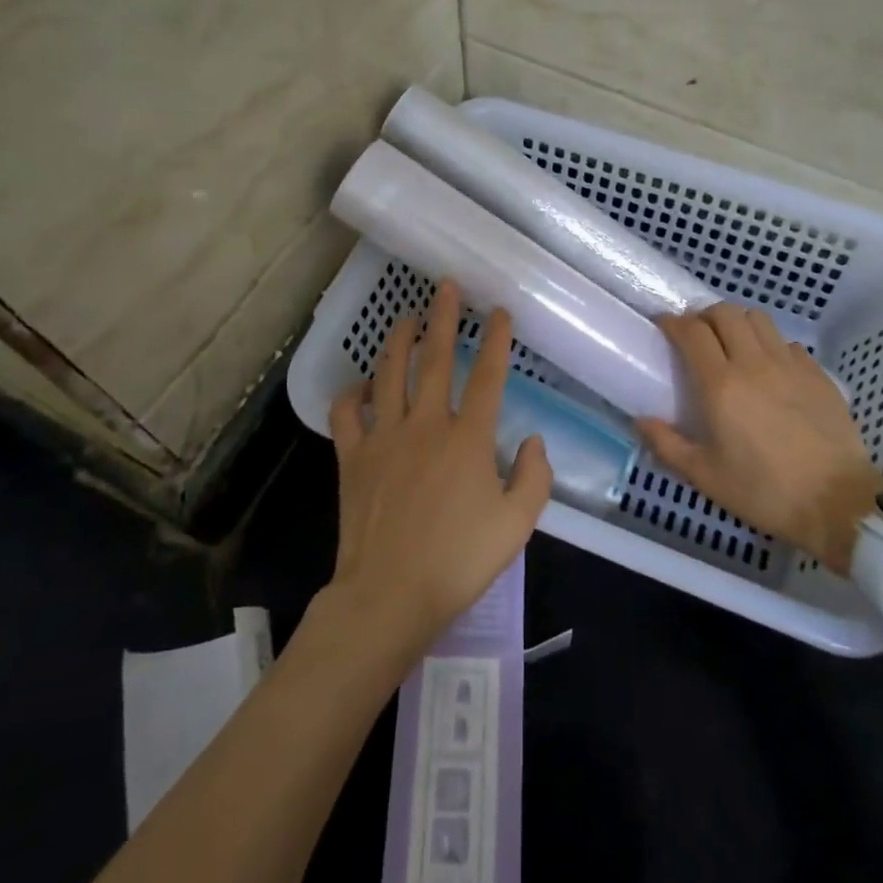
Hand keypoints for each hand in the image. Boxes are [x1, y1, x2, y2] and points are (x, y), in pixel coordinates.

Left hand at [325, 280, 550, 664]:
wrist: (389, 594)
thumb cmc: (458, 561)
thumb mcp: (517, 525)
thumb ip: (534, 477)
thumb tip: (532, 440)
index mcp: (468, 438)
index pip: (487, 376)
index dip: (495, 340)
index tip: (498, 313)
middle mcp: (426, 425)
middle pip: (435, 360)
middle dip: (443, 319)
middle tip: (445, 287)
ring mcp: (385, 437)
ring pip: (389, 374)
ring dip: (399, 341)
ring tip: (407, 318)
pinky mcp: (354, 457)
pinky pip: (347, 414)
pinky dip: (352, 394)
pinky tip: (361, 385)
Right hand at [638, 304, 882, 572]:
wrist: (837, 503)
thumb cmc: (764, 491)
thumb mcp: (706, 476)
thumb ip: (667, 445)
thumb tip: (640, 420)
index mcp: (721, 385)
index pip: (692, 332)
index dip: (673, 322)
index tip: (663, 326)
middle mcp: (753, 363)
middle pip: (725, 312)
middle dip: (705, 316)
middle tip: (697, 335)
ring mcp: (790, 365)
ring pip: (759, 319)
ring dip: (738, 323)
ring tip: (732, 344)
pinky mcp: (817, 374)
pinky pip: (787, 343)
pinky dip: (771, 345)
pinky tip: (770, 369)